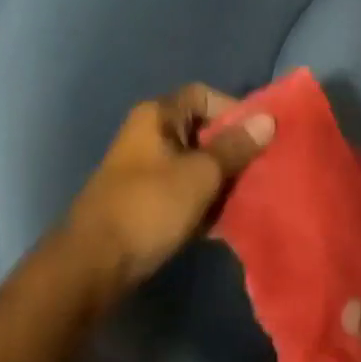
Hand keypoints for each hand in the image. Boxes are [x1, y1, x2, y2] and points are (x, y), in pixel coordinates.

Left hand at [63, 84, 273, 301]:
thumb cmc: (149, 207)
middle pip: (201, 130)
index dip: (233, 111)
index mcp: (158, 115)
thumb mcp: (200, 175)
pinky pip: (183, 190)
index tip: (258, 137)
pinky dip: (203, 200)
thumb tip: (268, 118)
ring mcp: (144, 168)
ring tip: (248, 198)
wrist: (92, 266)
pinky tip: (224, 222)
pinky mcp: (144, 201)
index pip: (204, 95)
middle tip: (260, 171)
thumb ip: (235, 147)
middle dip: (232, 150)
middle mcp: (149, 134)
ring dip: (220, 179)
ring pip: (194, 163)